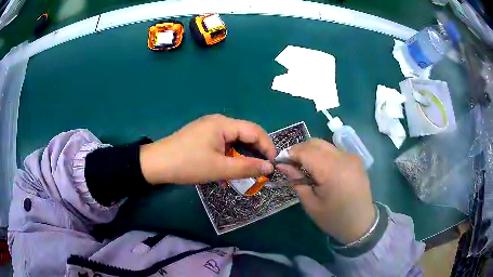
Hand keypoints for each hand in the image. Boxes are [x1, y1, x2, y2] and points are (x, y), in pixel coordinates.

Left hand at [140, 114, 275, 184]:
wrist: (156, 164)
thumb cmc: (188, 164)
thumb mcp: (220, 168)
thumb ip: (247, 167)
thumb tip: (269, 167)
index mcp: (223, 124)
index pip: (255, 130)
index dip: (267, 146)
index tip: (272, 164)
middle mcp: (218, 122)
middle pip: (244, 135)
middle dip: (253, 154)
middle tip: (259, 172)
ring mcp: (208, 129)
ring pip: (232, 143)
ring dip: (238, 159)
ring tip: (241, 176)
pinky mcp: (201, 137)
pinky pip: (221, 146)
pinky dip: (226, 159)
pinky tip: (223, 174)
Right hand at [277, 139, 374, 243]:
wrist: (361, 224)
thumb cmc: (334, 219)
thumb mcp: (311, 204)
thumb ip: (296, 181)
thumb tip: (282, 165)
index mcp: (332, 172)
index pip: (305, 152)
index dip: (290, 153)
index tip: (279, 161)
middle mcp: (344, 158)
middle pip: (315, 143)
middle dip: (299, 150)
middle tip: (290, 163)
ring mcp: (351, 157)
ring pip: (325, 145)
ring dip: (311, 151)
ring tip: (304, 166)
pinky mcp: (355, 159)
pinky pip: (334, 150)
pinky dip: (322, 154)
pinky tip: (320, 168)